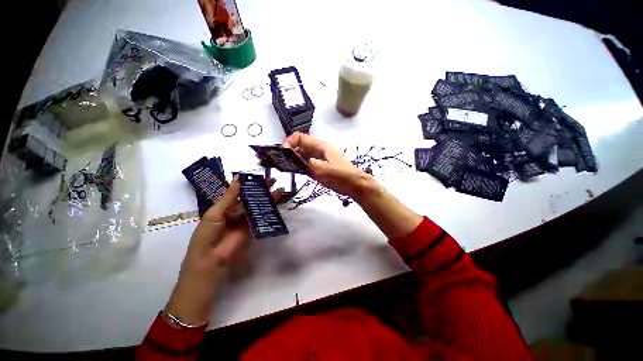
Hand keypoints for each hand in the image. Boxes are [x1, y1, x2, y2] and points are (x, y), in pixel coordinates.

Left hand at [165, 177, 281, 325]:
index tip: (259, 176)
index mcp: (225, 206)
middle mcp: (236, 212)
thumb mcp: (215, 213)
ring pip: (258, 205)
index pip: (240, 192)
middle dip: (262, 189)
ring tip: (280, 189)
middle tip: (273, 180)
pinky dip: (269, 209)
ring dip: (269, 198)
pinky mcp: (253, 228)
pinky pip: (261, 216)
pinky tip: (277, 202)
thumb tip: (238, 178)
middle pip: (251, 197)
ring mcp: (246, 220)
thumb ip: (229, 197)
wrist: (210, 260)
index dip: (250, 184)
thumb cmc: (207, 234)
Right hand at [283, 132, 371, 198]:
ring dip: (290, 160)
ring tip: (280, 166)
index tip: (282, 152)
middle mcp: (317, 151)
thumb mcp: (327, 170)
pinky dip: (296, 167)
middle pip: (298, 147)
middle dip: (287, 151)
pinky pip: (304, 165)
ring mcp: (317, 160)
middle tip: (277, 161)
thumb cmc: (343, 175)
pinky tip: (291, 171)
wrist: (354, 185)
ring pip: (300, 156)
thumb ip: (311, 164)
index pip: (300, 138)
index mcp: (320, 146)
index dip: (289, 142)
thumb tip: (296, 160)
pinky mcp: (317, 169)